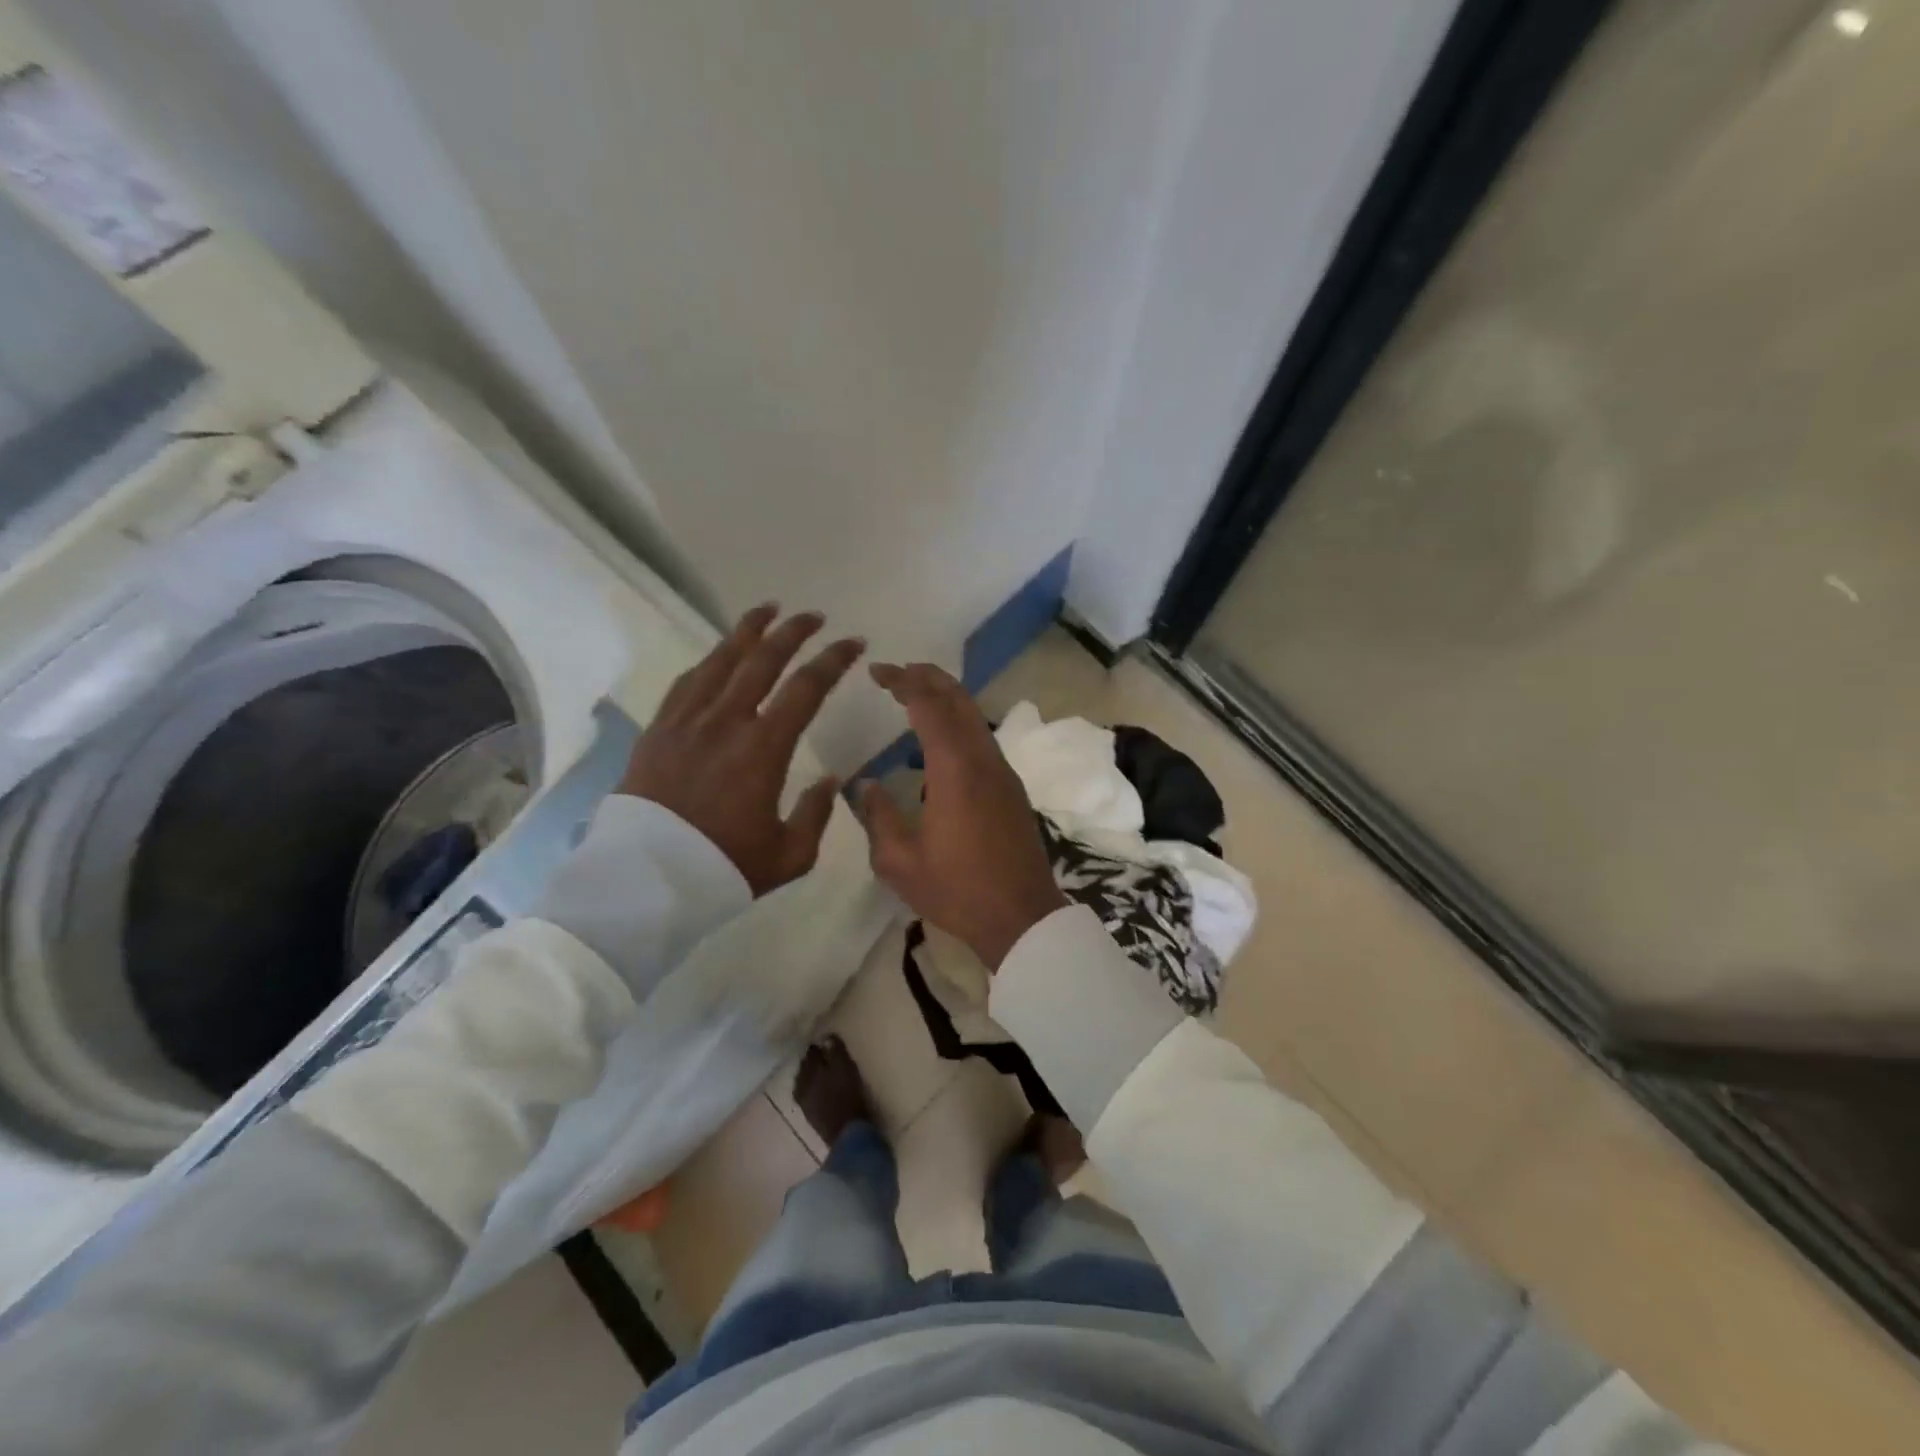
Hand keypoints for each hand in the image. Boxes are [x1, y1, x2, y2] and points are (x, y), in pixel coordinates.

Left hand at [620, 605, 863, 895]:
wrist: (646, 880)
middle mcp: (726, 722)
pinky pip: (686, 683)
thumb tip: (830, 781)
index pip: (807, 688)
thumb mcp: (789, 855)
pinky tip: (718, 656)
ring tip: (766, 610)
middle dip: (793, 632)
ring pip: (720, 660)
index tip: (853, 642)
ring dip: (747, 631)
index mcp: (763, 748)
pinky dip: (708, 662)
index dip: (834, 660)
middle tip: (814, 616)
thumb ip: (817, 814)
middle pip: (762, 660)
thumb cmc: (723, 868)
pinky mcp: (658, 731)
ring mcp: (687, 722)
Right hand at [857, 662, 1066, 968]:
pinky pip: (982, 739)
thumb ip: (878, 817)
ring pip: (975, 717)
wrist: (1022, 917)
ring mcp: (1003, 772)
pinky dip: (959, 724)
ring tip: (914, 699)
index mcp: (954, 769)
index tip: (877, 671)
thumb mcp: (900, 862)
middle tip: (896, 672)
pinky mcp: (1012, 788)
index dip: (903, 681)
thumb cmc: (957, 890)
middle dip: (927, 677)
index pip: (929, 704)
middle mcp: (983, 759)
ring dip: (946, 699)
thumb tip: (865, 786)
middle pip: (959, 699)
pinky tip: (938, 745)